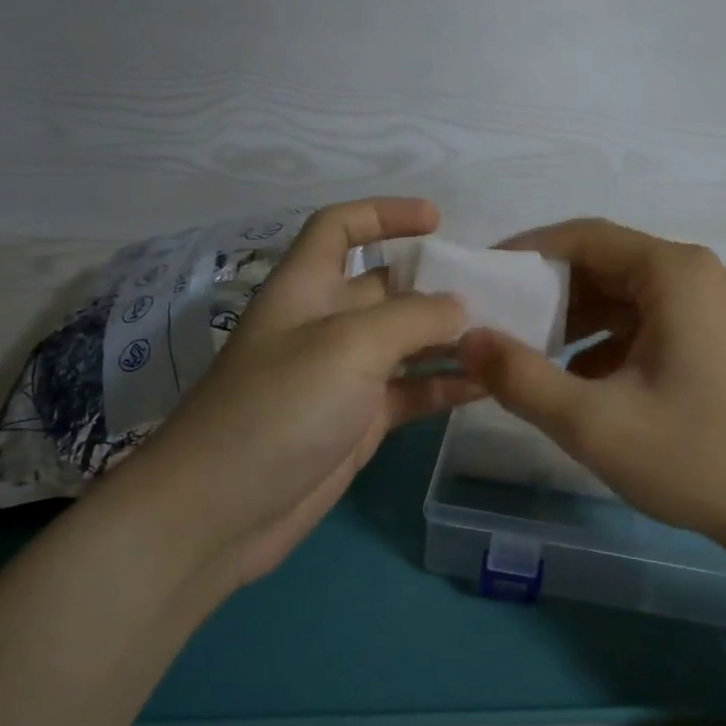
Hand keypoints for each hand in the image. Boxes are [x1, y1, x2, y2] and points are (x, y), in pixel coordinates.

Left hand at [111, 198, 481, 587]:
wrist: (221, 512)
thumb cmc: (279, 407)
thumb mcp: (348, 346)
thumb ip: (412, 318)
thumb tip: (460, 307)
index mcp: (307, 287)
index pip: (339, 228)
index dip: (383, 214)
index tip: (437, 221)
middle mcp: (326, 324)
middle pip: (386, 287)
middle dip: (436, 284)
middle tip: (496, 291)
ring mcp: (343, 376)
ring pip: (406, 343)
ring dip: (449, 338)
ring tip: (504, 337)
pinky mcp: (358, 422)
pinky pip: (410, 392)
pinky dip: (444, 386)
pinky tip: (487, 385)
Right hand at [456, 218, 725, 549]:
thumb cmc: (695, 457)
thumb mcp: (593, 422)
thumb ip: (520, 377)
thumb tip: (465, 339)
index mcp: (672, 272)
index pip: (582, 237)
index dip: (525, 252)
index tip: (482, 279)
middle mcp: (694, 275)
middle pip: (603, 263)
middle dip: (546, 292)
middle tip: (496, 322)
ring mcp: (709, 307)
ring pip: (622, 296)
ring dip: (572, 320)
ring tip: (527, 354)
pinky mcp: (713, 339)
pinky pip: (644, 323)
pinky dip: (604, 342)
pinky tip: (577, 382)